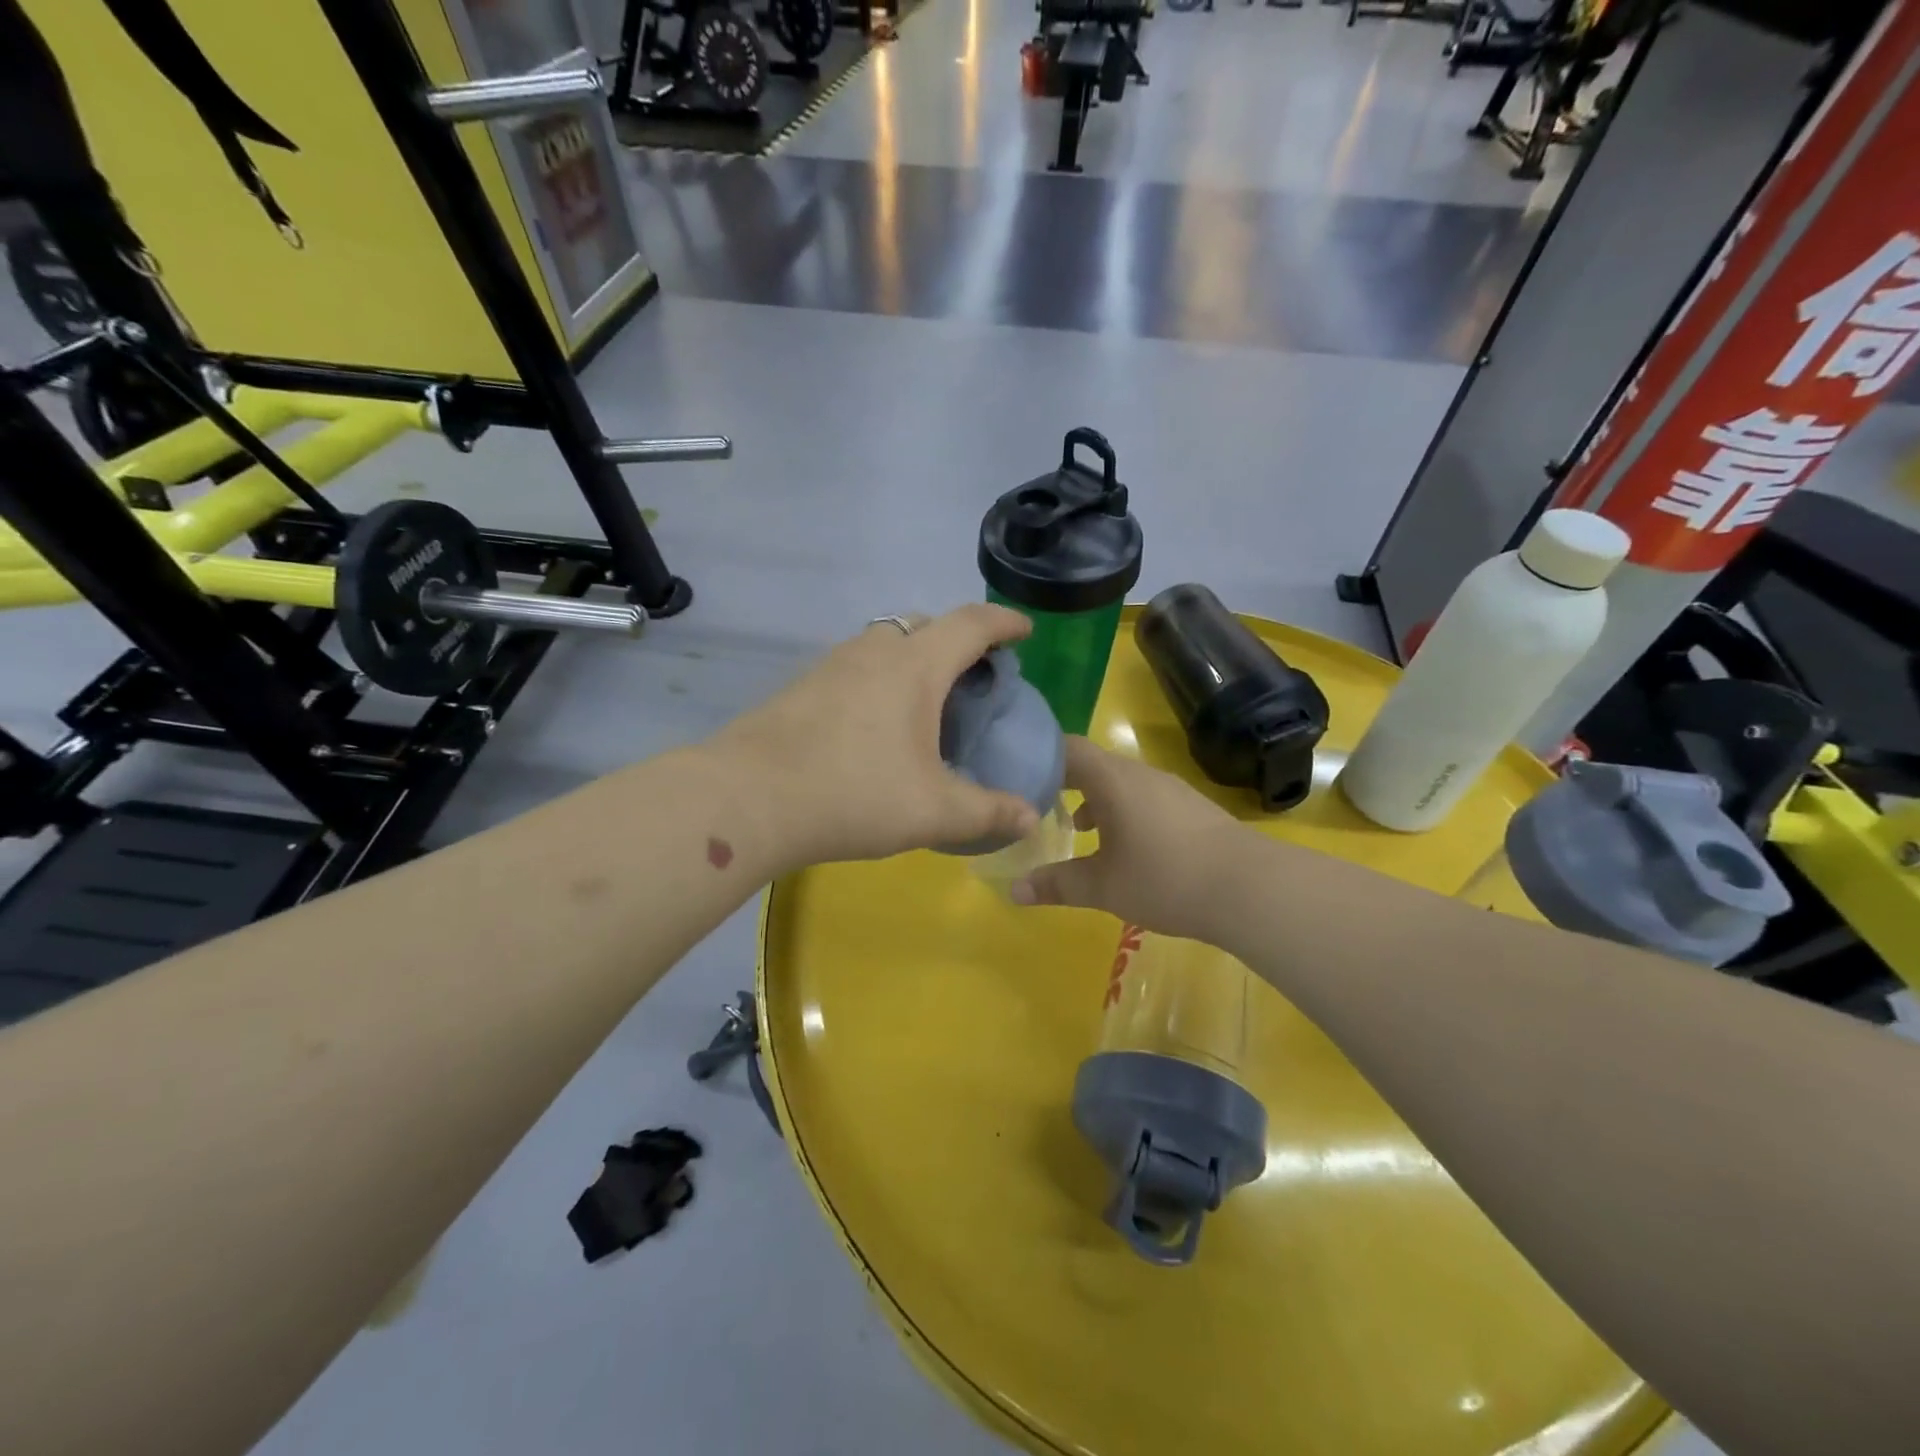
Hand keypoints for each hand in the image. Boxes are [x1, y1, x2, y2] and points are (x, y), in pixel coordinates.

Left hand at [713, 605, 1040, 869]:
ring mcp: (830, 666)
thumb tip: (1031, 818)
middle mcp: (873, 652)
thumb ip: (987, 812)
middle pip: (924, 624)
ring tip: (925, 702)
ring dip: (913, 657)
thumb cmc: (853, 795)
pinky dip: (879, 679)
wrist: (746, 798)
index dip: (1004, 622)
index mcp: (915, 667)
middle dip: (957, 639)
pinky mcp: (801, 687)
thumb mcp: (932, 811)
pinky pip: (855, 667)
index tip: (1024, 631)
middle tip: (973, 676)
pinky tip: (874, 725)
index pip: (971, 624)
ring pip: (884, 643)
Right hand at [1009, 737, 1246, 941]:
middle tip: (1038, 806)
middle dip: (1064, 783)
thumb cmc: (1164, 878)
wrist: (1249, 888)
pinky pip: (1145, 798)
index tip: (1018, 776)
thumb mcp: (1102, 887)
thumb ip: (1056, 885)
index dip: (1040, 757)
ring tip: (1077, 829)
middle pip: (1094, 765)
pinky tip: (1125, 847)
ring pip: (1121, 783)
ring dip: (1095, 800)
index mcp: (1112, 780)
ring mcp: (1170, 789)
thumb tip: (1014, 891)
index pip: (1068, 748)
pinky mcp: (1192, 808)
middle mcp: (1140, 774)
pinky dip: (1124, 812)